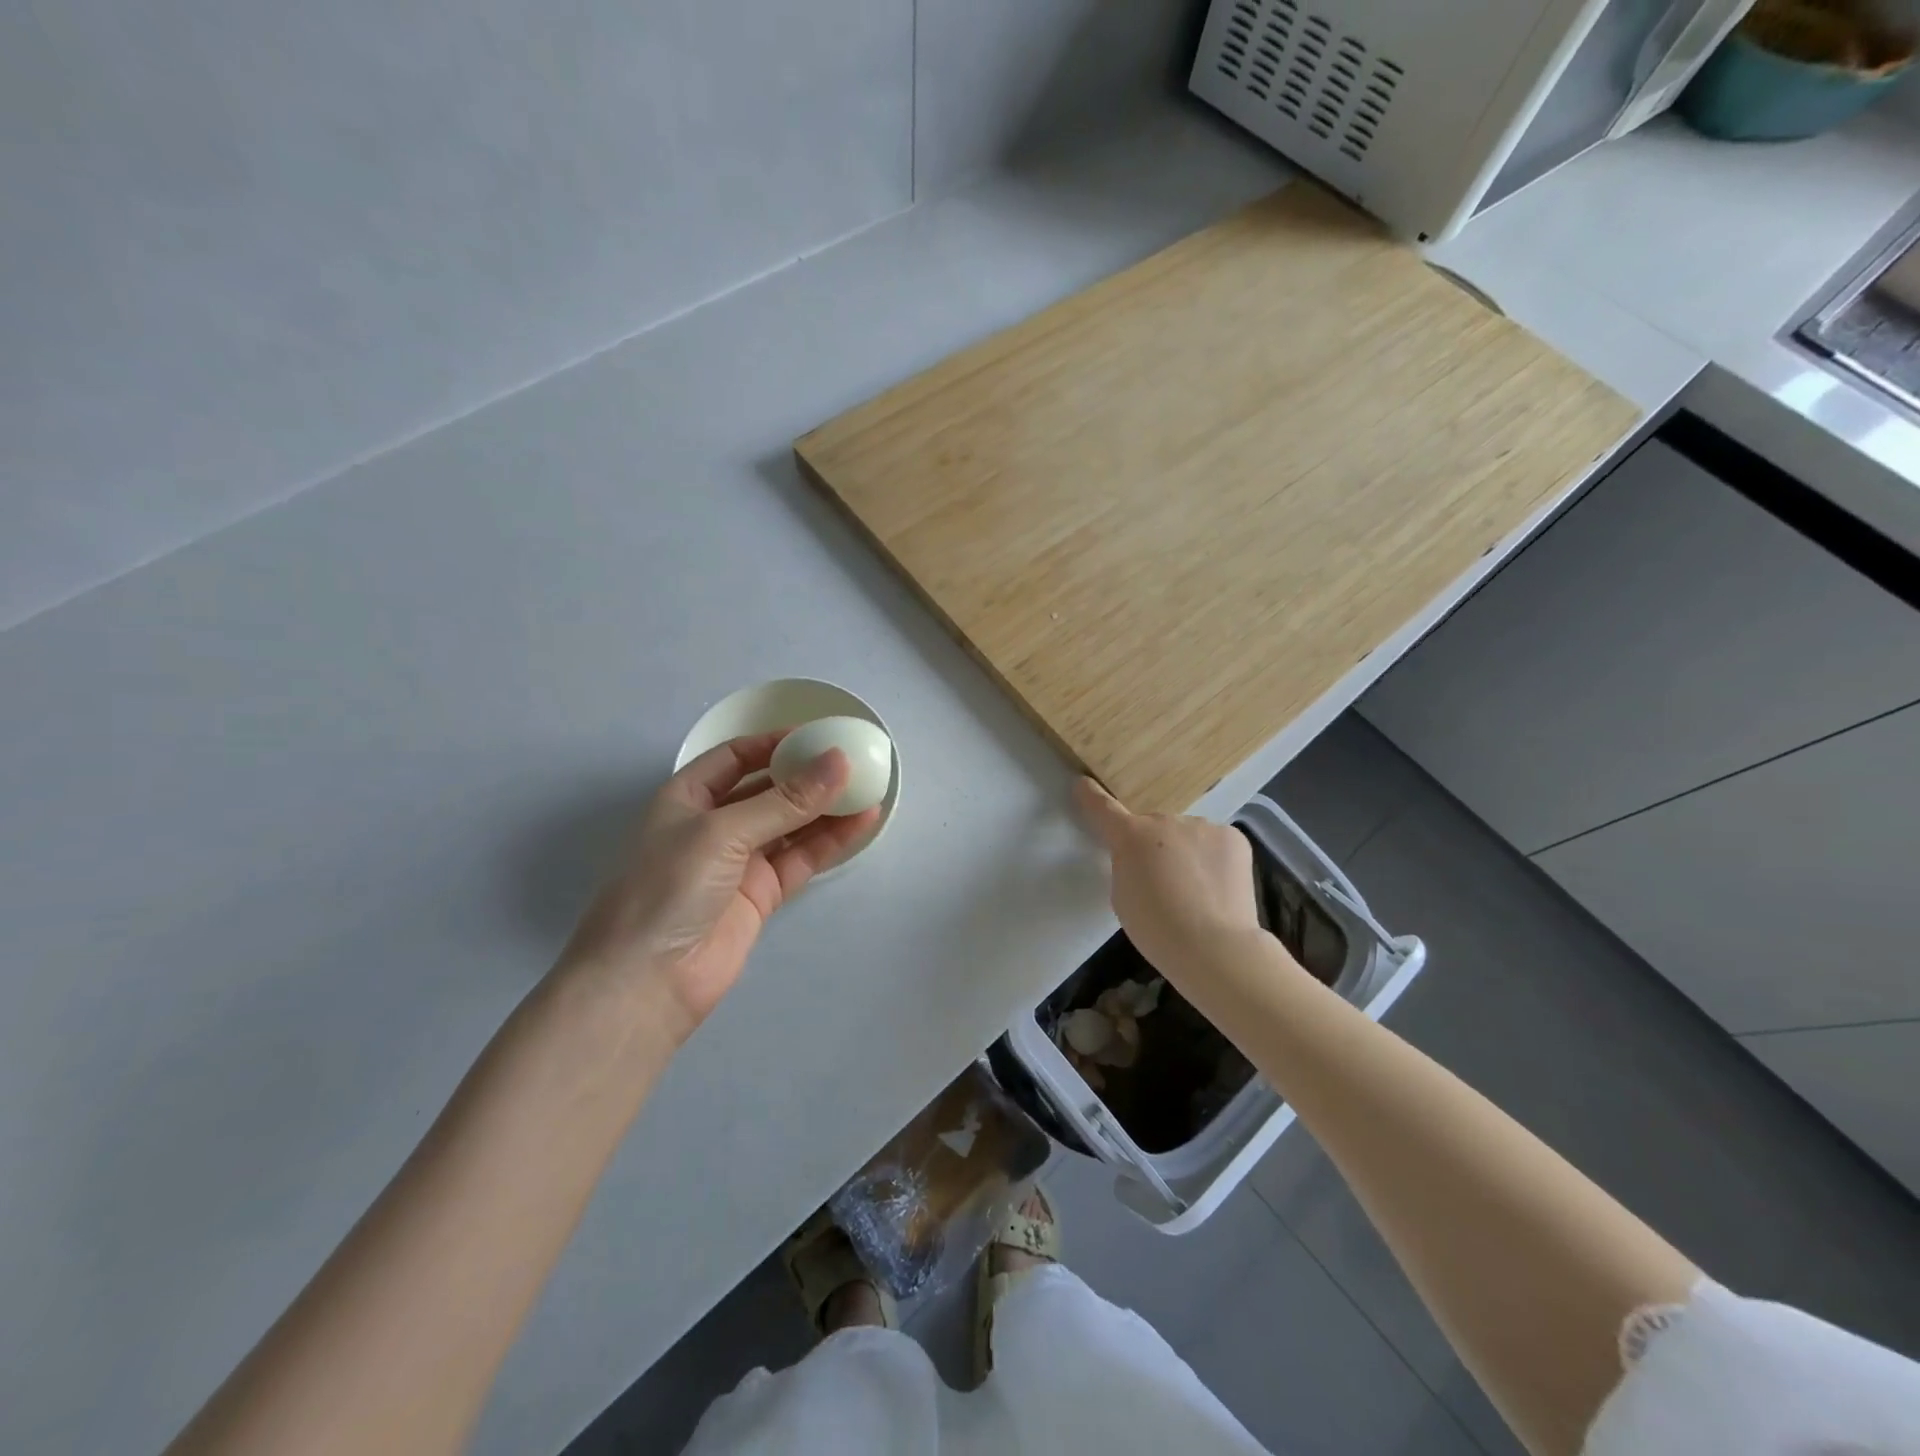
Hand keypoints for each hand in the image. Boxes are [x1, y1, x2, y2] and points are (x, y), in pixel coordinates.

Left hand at [560, 733, 880, 1043]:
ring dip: (826, 808)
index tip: (819, 735)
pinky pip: (801, 858)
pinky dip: (830, 841)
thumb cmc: (668, 888)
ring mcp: (739, 862)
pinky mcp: (761, 895)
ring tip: (869, 788)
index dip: (774, 743)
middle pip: (768, 790)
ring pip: (791, 825)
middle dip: (807, 775)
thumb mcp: (722, 832)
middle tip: (854, 761)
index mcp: (687, 798)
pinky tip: (861, 823)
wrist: (646, 983)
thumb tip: (838, 761)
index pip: (735, 757)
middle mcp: (714, 825)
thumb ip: (784, 800)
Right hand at [1073, 778, 1262, 975]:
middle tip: (1164, 884)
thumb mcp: (1123, 896)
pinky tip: (1218, 886)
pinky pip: (1214, 842)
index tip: (1084, 784)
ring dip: (1186, 852)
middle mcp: (1165, 821)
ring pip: (1187, 834)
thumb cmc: (1156, 929)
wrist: (1214, 947)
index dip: (1091, 796)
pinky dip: (1213, 858)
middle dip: (1155, 847)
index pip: (1104, 809)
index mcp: (1131, 836)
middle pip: (1154, 828)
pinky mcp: (1232, 836)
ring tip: (1197, 891)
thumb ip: (1127, 866)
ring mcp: (1202, 825)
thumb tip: (1145, 858)